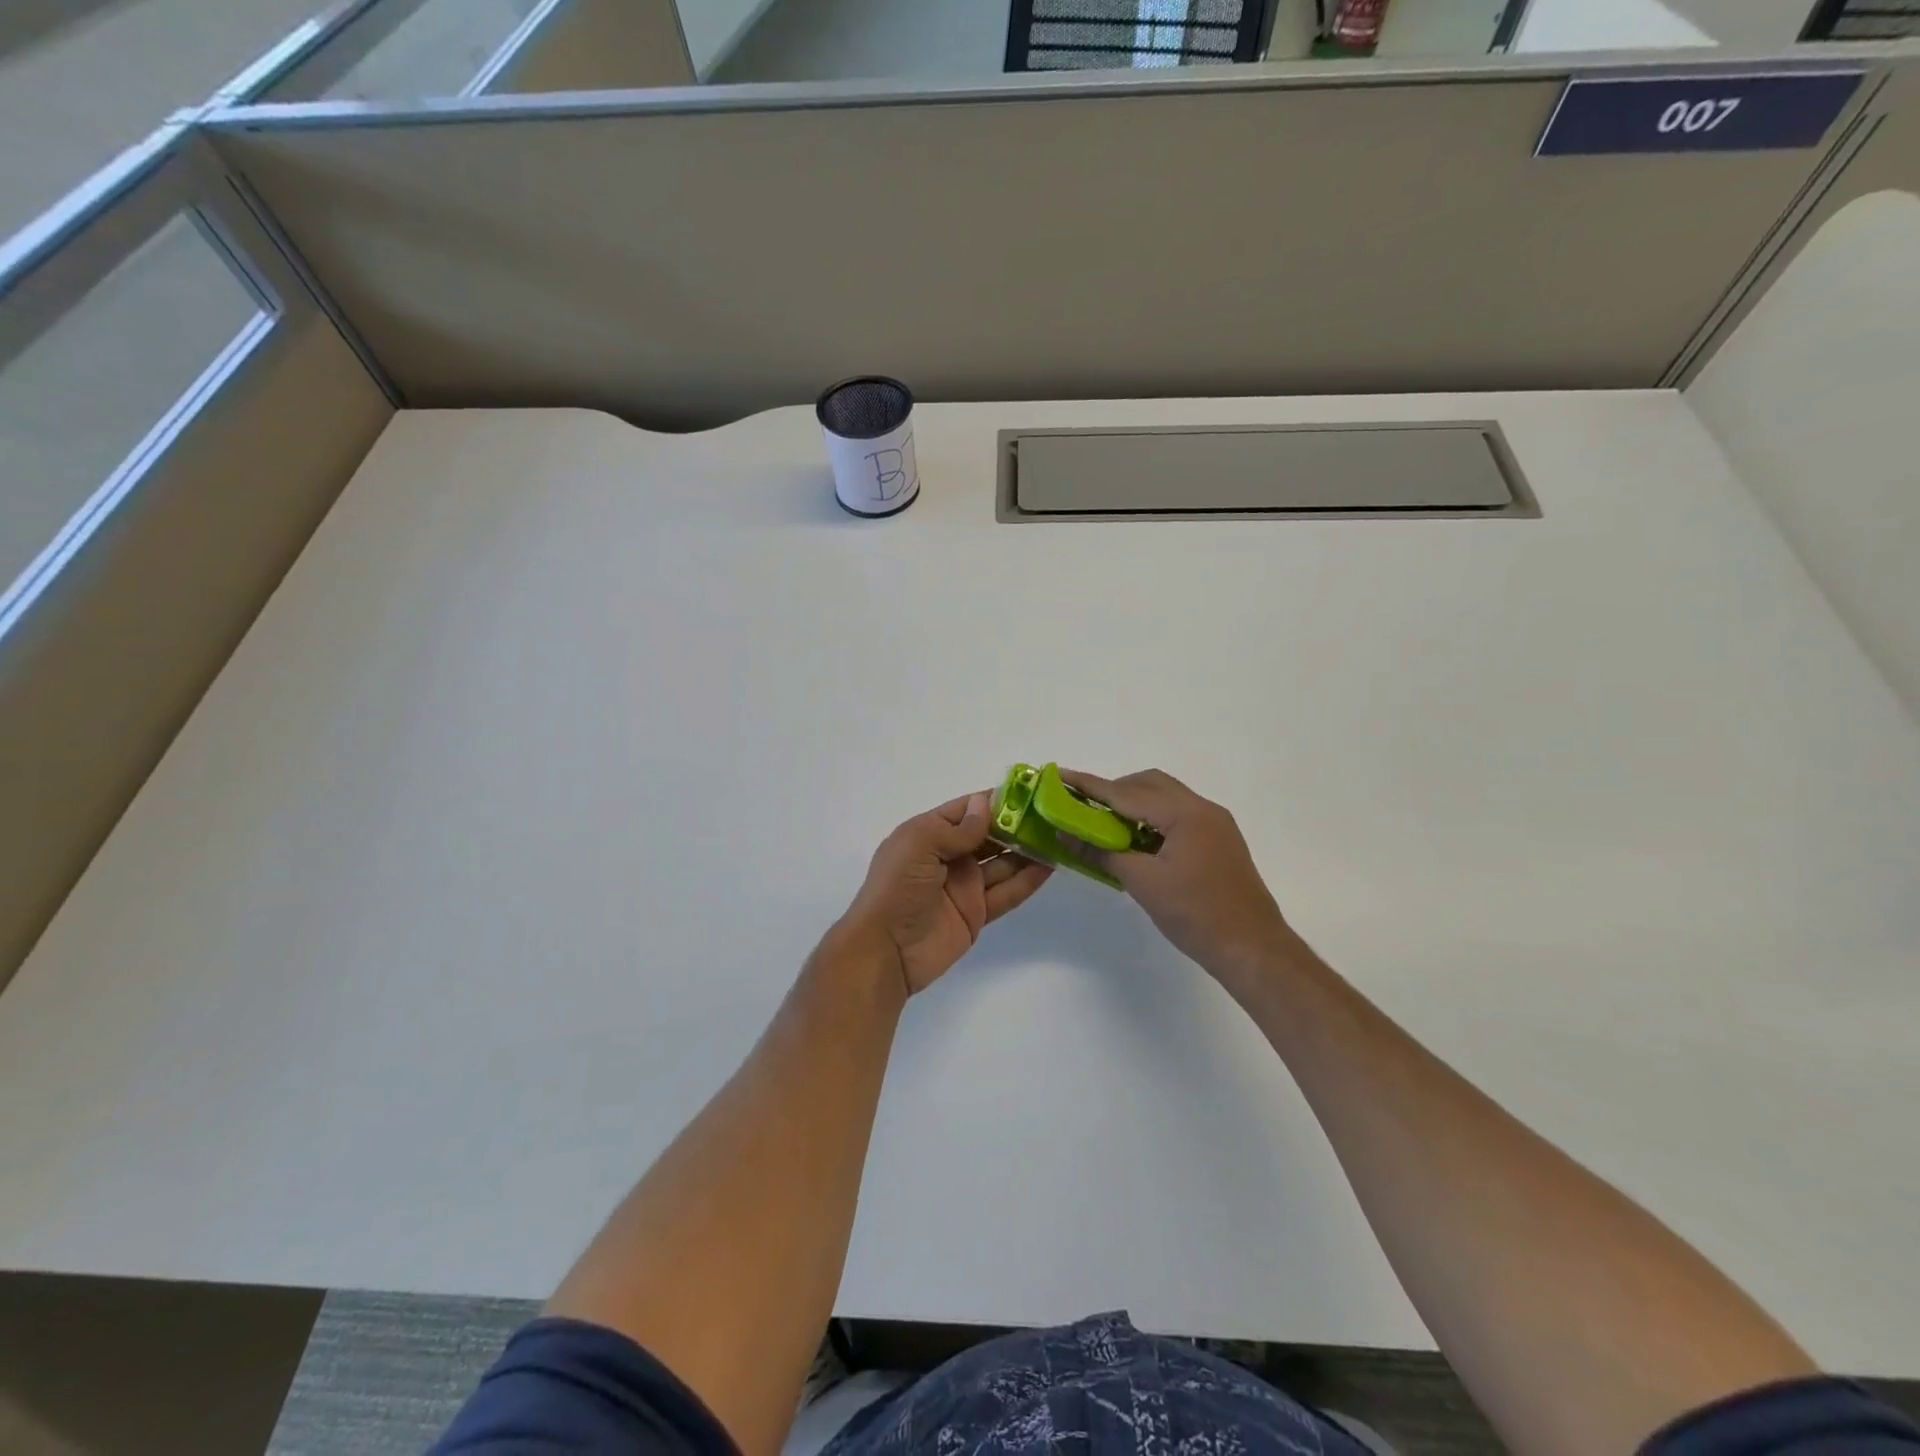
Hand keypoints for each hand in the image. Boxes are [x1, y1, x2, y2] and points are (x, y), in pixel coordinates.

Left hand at [838, 792, 1052, 995]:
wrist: (885, 951)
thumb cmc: (896, 889)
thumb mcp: (920, 845)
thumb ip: (957, 828)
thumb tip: (987, 804)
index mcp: (928, 833)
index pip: (967, 809)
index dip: (996, 800)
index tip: (1030, 790)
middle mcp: (948, 855)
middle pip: (989, 834)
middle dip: (1018, 824)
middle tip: (1054, 814)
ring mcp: (964, 885)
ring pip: (1003, 862)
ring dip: (1028, 850)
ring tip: (1060, 836)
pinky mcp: (976, 913)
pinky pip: (1006, 892)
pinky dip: (1027, 880)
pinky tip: (1051, 866)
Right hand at [1059, 768, 1295, 985]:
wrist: (1252, 948)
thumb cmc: (1195, 915)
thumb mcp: (1142, 883)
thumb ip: (1101, 852)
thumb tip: (1064, 833)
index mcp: (1184, 813)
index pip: (1126, 793)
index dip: (1090, 786)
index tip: (1060, 776)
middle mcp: (1202, 808)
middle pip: (1149, 784)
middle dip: (1113, 790)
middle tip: (1082, 806)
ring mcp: (1214, 823)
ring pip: (1165, 797)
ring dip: (1133, 804)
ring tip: (1104, 825)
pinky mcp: (1219, 839)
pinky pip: (1178, 815)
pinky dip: (1151, 818)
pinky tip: (1135, 840)